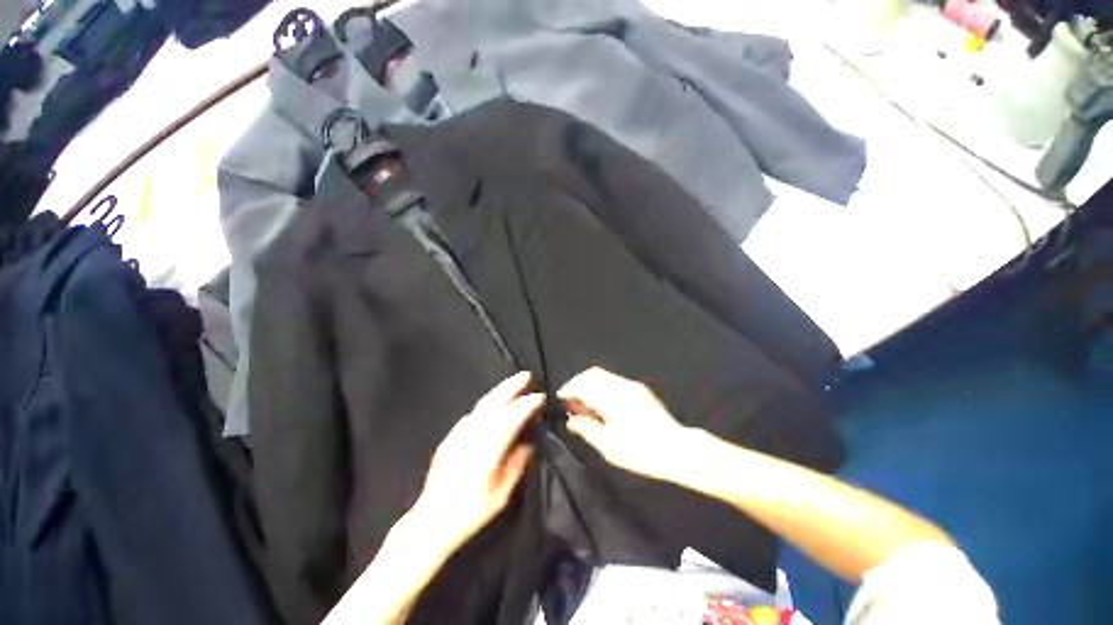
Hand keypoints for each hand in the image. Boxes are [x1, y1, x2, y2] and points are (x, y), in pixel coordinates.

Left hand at [411, 372, 543, 553]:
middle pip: (494, 403)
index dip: (527, 404)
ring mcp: (458, 434)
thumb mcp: (502, 493)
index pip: (511, 418)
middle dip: (512, 386)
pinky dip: (487, 404)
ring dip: (499, 391)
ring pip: (482, 405)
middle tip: (527, 375)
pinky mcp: (450, 437)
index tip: (541, 396)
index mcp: (487, 450)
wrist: (432, 521)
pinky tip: (494, 404)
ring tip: (514, 382)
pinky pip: (472, 414)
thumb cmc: (472, 512)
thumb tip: (531, 439)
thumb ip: (518, 462)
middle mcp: (472, 436)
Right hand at [558, 367, 688, 482]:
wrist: (678, 449)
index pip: (583, 385)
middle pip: (592, 374)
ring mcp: (632, 385)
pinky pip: (613, 380)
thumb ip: (587, 429)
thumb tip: (570, 419)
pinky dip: (601, 386)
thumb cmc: (642, 452)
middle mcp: (622, 385)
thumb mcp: (609, 447)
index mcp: (613, 398)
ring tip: (584, 404)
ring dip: (589, 384)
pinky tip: (600, 403)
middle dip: (577, 383)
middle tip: (570, 401)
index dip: (568, 390)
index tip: (559, 399)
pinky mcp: (639, 389)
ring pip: (603, 375)